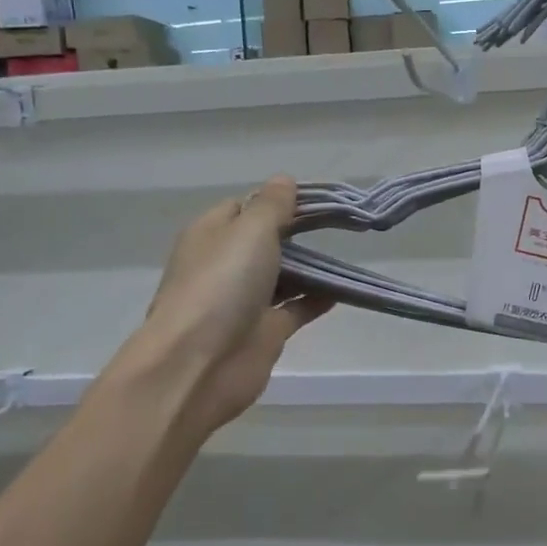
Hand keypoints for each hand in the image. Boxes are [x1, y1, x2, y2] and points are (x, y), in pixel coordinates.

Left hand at [125, 177, 331, 437]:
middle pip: (267, 241)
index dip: (278, 202)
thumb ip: (272, 206)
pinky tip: (343, 291)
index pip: (245, 207)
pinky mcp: (264, 331)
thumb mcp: (249, 231)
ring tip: (348, 255)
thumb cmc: (221, 286)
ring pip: (284, 275)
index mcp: (212, 234)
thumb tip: (283, 180)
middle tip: (341, 227)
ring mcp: (244, 300)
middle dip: (299, 234)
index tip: (317, 201)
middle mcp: (226, 264)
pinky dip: (317, 298)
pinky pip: (296, 308)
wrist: (198, 365)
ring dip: (311, 267)